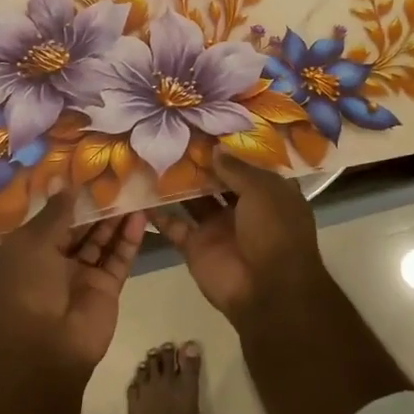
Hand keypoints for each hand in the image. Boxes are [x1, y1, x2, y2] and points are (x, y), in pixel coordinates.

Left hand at [0, 191, 145, 375]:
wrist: (44, 348)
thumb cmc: (27, 287)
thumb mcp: (32, 242)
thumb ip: (56, 213)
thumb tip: (66, 184)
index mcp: (29, 249)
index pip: (52, 218)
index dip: (69, 197)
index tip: (89, 172)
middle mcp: (55, 260)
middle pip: (80, 227)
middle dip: (96, 205)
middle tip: (118, 176)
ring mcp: (82, 275)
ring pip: (101, 240)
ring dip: (115, 218)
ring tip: (134, 190)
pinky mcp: (106, 288)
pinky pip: (118, 258)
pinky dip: (129, 239)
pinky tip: (140, 216)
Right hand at [149, 150, 325, 325]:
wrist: (266, 290)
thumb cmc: (274, 231)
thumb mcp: (262, 191)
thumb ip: (236, 168)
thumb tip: (215, 148)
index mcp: (269, 194)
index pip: (248, 166)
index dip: (231, 148)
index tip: (207, 124)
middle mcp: (244, 209)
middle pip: (218, 181)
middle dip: (200, 162)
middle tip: (173, 133)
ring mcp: (218, 228)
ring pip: (194, 200)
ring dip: (177, 183)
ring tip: (153, 154)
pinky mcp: (196, 246)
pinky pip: (174, 225)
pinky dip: (158, 213)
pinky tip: (139, 191)